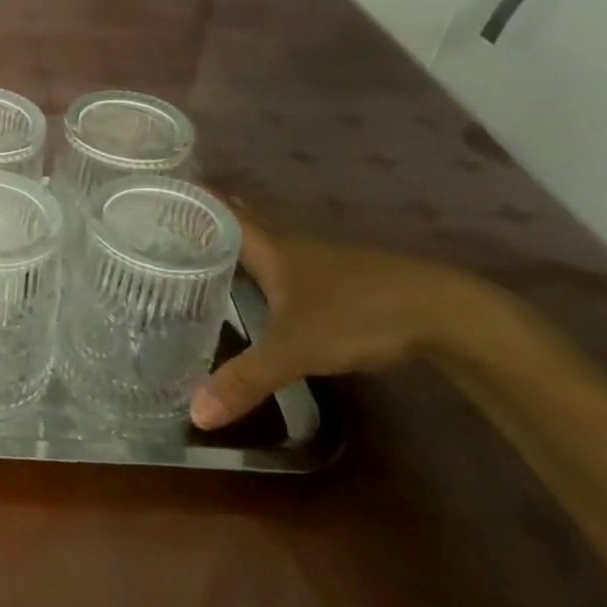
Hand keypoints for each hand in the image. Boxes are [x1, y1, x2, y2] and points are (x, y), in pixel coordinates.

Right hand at [190, 212, 496, 427]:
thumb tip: (195, 414)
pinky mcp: (346, 282)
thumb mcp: (293, 350)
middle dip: (211, 224)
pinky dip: (267, 273)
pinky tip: (262, 293)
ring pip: (269, 249)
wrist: (446, 314)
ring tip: (202, 259)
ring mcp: (323, 263)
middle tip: (169, 227)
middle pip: (244, 226)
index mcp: (272, 250)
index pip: (224, 214)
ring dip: (239, 249)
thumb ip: (245, 380)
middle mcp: (292, 247)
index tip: (161, 192)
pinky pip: (291, 269)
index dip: (195, 201)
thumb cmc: (357, 314)